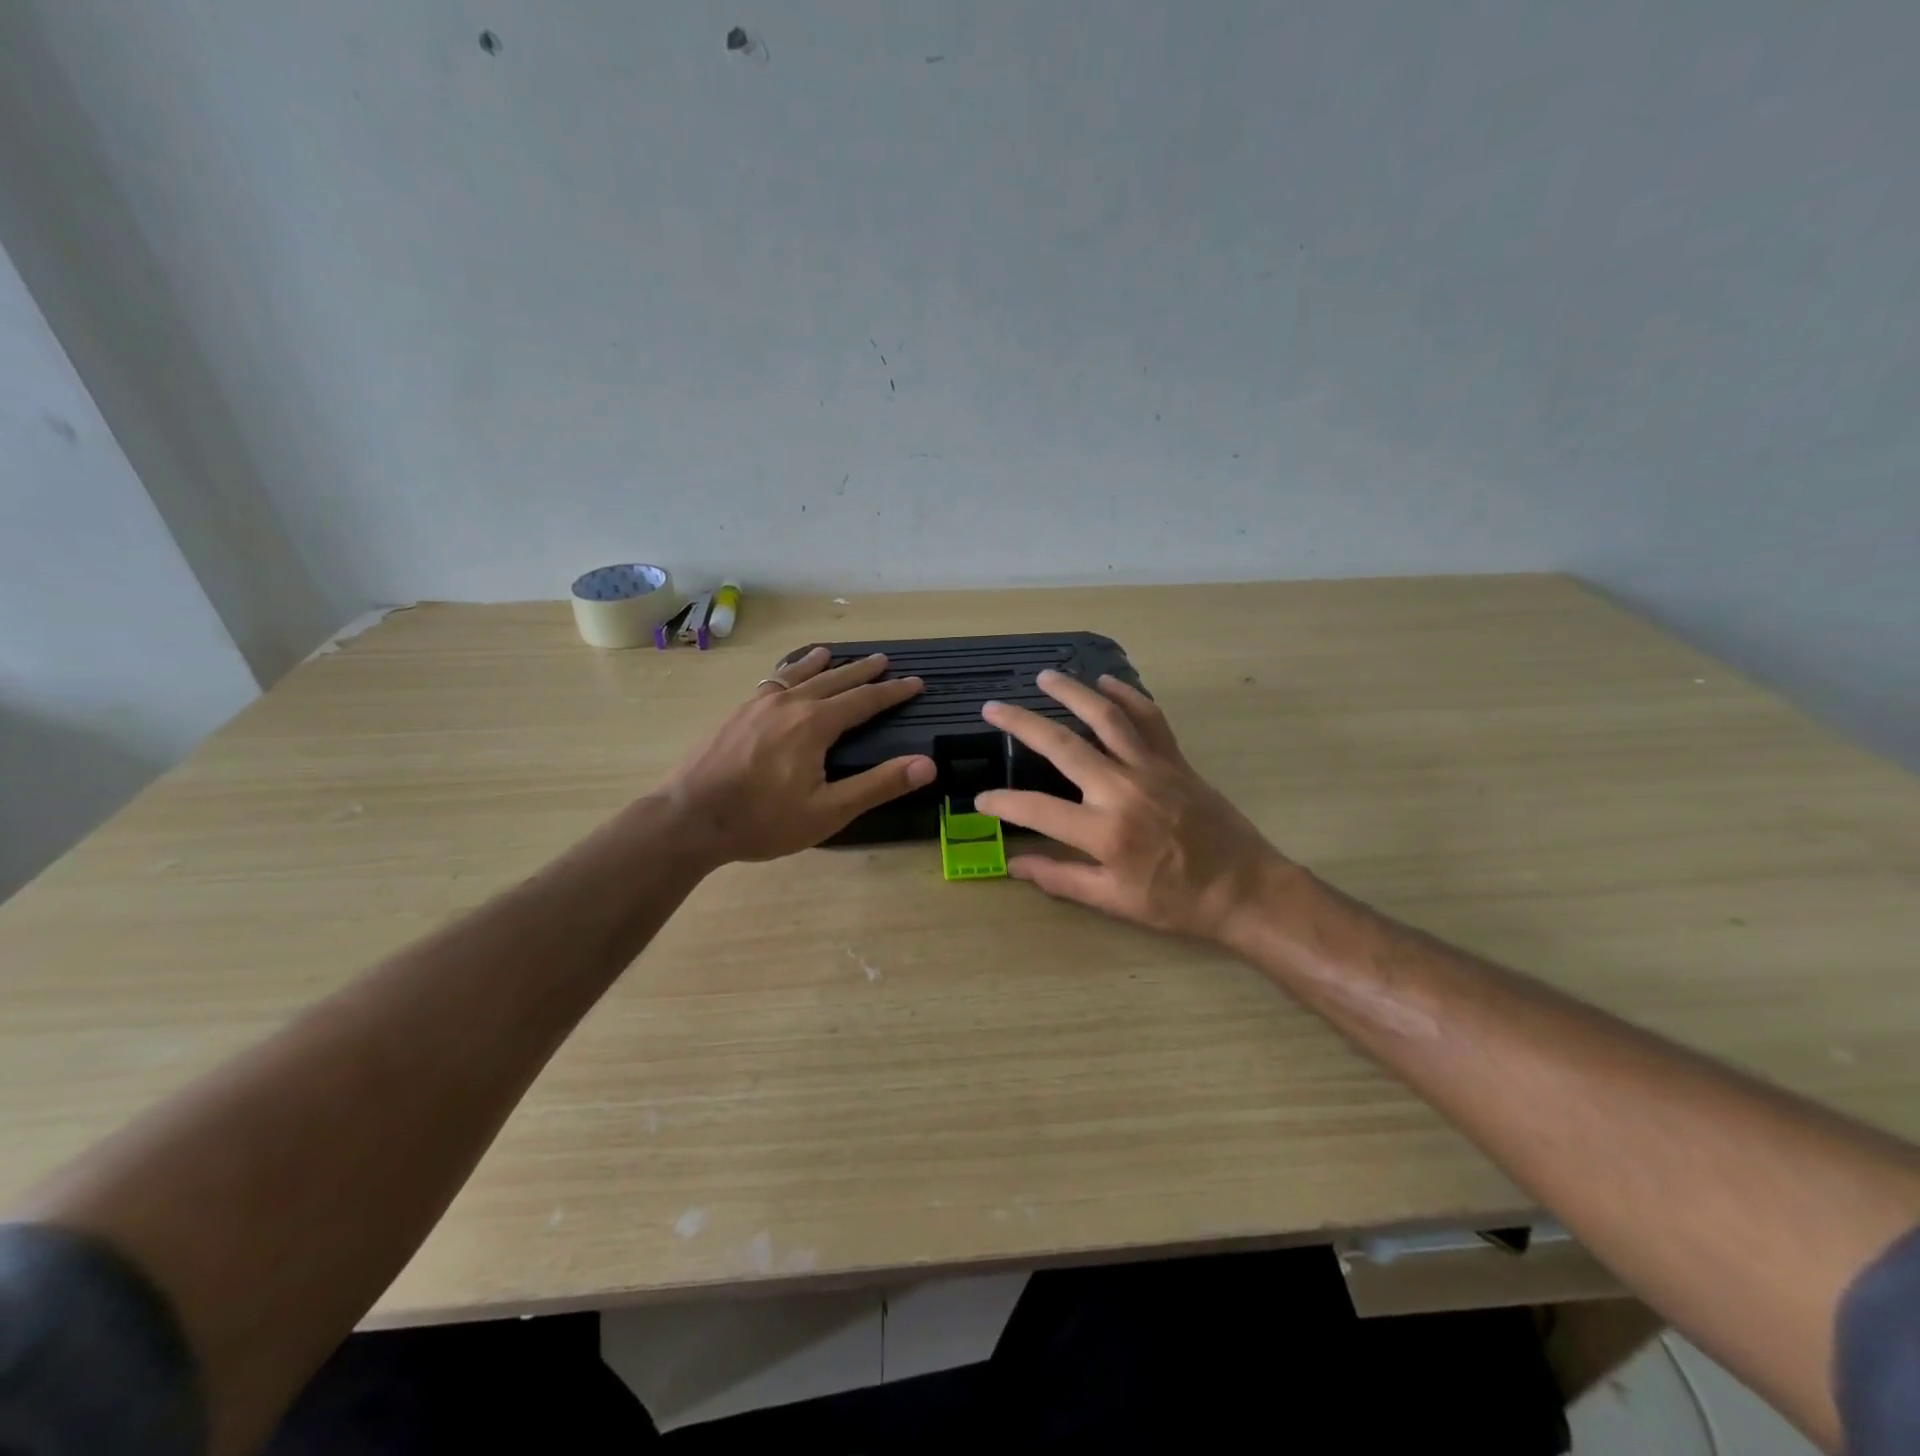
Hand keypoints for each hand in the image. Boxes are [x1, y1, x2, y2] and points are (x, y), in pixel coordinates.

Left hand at [658, 647, 935, 865]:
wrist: (688, 818)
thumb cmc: (762, 820)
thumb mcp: (828, 812)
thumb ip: (878, 785)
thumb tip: (926, 764)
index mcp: (815, 724)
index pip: (864, 700)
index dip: (892, 692)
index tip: (915, 683)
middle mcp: (789, 703)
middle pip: (834, 679)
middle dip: (862, 671)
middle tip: (884, 661)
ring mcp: (757, 704)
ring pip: (798, 674)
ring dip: (821, 664)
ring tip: (832, 654)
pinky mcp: (736, 713)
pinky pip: (770, 681)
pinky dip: (787, 672)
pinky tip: (782, 678)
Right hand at [974, 670, 1291, 942]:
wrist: (1245, 888)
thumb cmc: (1178, 902)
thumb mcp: (1115, 902)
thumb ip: (1061, 879)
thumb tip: (1014, 866)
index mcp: (1104, 832)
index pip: (1037, 809)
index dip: (1002, 803)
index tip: (981, 800)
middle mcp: (1122, 790)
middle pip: (1063, 746)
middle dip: (1022, 724)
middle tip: (993, 708)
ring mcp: (1151, 768)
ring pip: (1106, 717)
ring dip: (1072, 692)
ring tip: (1045, 677)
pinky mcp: (1175, 759)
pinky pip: (1149, 718)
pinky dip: (1128, 695)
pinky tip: (1106, 681)